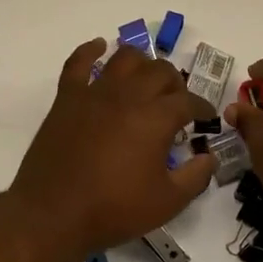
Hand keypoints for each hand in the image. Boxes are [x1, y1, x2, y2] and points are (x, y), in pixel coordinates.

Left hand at [9, 40, 215, 261]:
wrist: (53, 213)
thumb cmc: (114, 209)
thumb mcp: (167, 202)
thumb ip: (195, 177)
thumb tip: (209, 158)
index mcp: (156, 118)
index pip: (188, 101)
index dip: (202, 108)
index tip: (206, 118)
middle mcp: (128, 95)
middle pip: (160, 72)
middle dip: (175, 84)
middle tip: (176, 102)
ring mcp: (95, 93)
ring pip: (125, 59)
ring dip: (142, 63)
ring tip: (146, 79)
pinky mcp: (67, 98)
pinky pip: (78, 63)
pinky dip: (90, 51)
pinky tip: (99, 47)